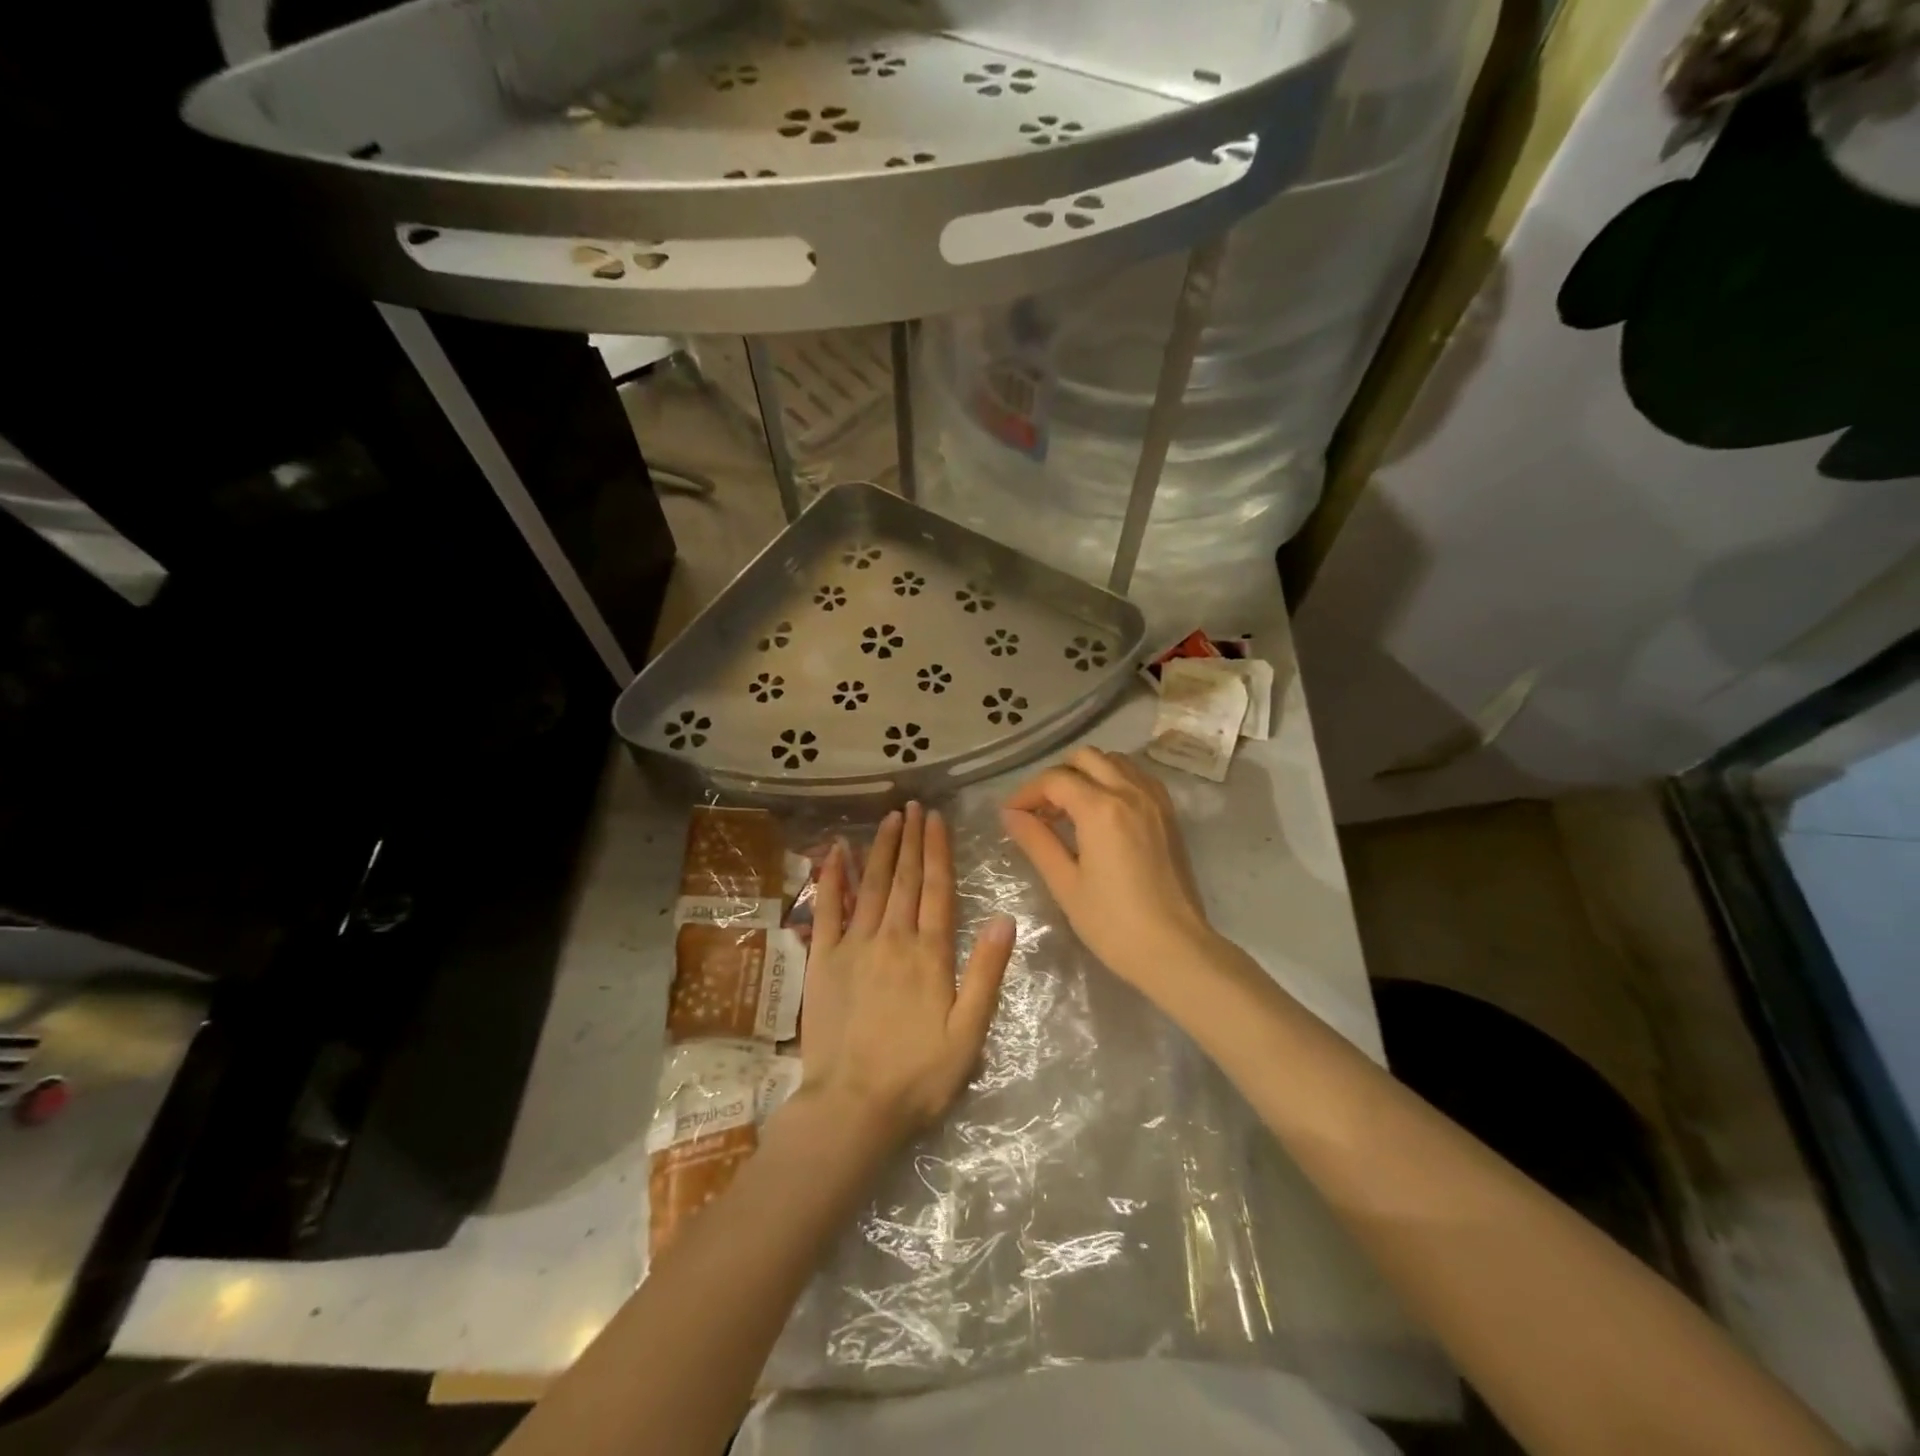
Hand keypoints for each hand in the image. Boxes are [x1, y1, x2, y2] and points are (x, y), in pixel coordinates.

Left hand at [797, 803, 1015, 1143]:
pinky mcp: (822, 960)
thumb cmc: (918, 1076)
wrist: (851, 1107)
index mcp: (929, 954)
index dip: (937, 850)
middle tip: (913, 805)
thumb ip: (986, 973)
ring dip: (880, 849)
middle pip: (904, 878)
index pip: (936, 889)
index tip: (937, 818)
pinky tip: (836, 853)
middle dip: (910, 839)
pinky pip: (827, 910)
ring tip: (888, 818)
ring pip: (870, 885)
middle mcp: (891, 938)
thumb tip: (1004, 918)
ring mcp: (853, 946)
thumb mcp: (968, 1033)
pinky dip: (832, 878)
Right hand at [1001, 747, 1213, 991]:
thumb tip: (1010, 815)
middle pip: (1085, 758)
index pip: (1055, 779)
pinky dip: (1114, 781)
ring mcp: (1155, 800)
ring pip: (1114, 762)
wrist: (1175, 950)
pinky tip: (1103, 812)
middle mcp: (1130, 792)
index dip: (1027, 792)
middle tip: (1041, 810)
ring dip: (1087, 774)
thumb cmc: (1113, 923)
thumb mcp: (1065, 884)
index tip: (1011, 814)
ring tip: (1070, 809)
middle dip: (1057, 776)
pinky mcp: (1169, 814)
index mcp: (1101, 808)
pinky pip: (1137, 777)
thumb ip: (1036, 841)